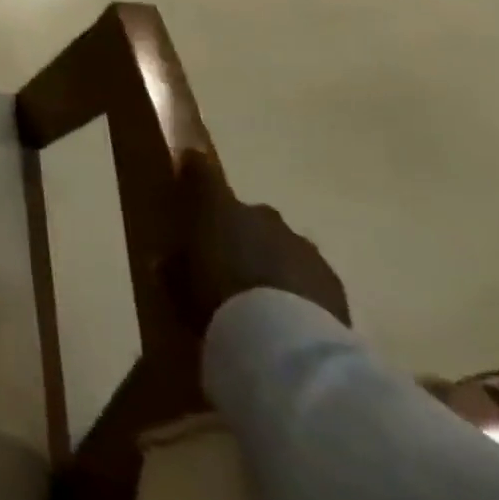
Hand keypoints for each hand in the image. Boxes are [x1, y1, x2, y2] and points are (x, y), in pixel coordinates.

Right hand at [174, 152, 349, 335]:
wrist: (284, 339)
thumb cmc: (215, 299)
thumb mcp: (175, 284)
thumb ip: (173, 266)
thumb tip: (168, 261)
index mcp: (218, 210)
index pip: (202, 174)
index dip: (194, 167)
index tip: (189, 161)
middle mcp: (262, 217)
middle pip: (247, 214)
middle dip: (237, 229)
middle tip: (223, 256)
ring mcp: (301, 246)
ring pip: (279, 242)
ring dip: (268, 256)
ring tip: (256, 289)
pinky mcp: (330, 278)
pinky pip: (304, 271)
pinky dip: (293, 282)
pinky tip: (283, 308)